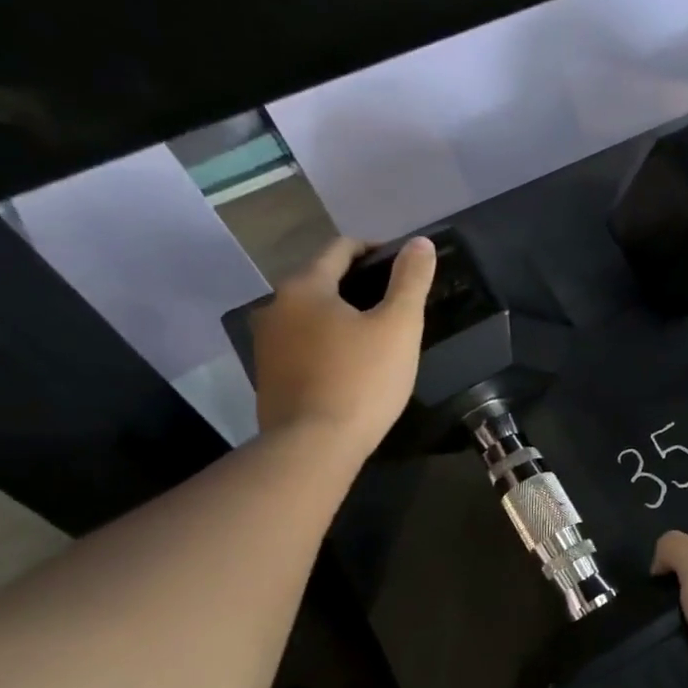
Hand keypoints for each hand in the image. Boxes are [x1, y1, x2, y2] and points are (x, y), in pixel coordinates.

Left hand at [251, 235, 436, 461]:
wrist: (314, 445)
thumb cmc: (362, 379)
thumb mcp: (399, 326)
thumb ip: (411, 281)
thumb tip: (420, 243)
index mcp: (305, 287)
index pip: (340, 249)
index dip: (375, 250)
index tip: (404, 266)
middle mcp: (275, 306)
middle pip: (322, 281)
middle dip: (359, 285)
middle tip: (396, 305)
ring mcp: (266, 343)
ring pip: (311, 315)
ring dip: (341, 316)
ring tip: (376, 336)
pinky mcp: (268, 375)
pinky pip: (303, 345)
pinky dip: (327, 343)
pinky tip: (351, 365)